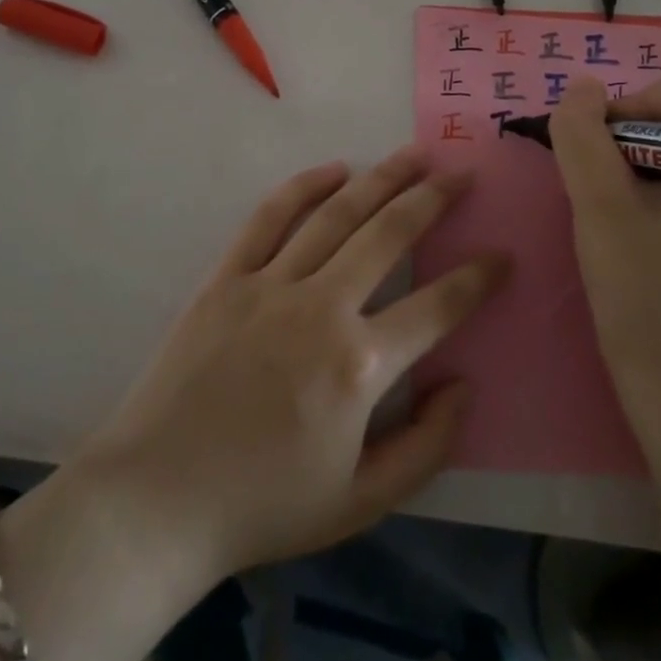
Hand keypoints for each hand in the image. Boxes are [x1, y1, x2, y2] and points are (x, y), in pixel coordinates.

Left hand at [76, 146, 507, 587]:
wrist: (158, 500)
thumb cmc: (264, 506)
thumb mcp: (362, 501)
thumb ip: (427, 446)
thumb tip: (463, 384)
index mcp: (360, 365)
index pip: (438, 306)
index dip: (478, 279)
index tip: (502, 255)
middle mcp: (323, 308)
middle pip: (390, 235)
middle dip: (434, 199)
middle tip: (462, 173)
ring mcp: (271, 285)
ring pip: (337, 214)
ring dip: (381, 179)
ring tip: (414, 154)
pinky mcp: (228, 277)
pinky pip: (270, 218)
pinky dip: (304, 187)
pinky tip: (334, 168)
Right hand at [549, 71, 660, 394]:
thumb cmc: (642, 289)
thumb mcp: (600, 204)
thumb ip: (583, 135)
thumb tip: (582, 88)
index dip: (643, 102)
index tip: (608, 146)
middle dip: (631, 132)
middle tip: (600, 176)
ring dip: (630, 158)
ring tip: (608, 199)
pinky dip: (641, 179)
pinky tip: (621, 215)